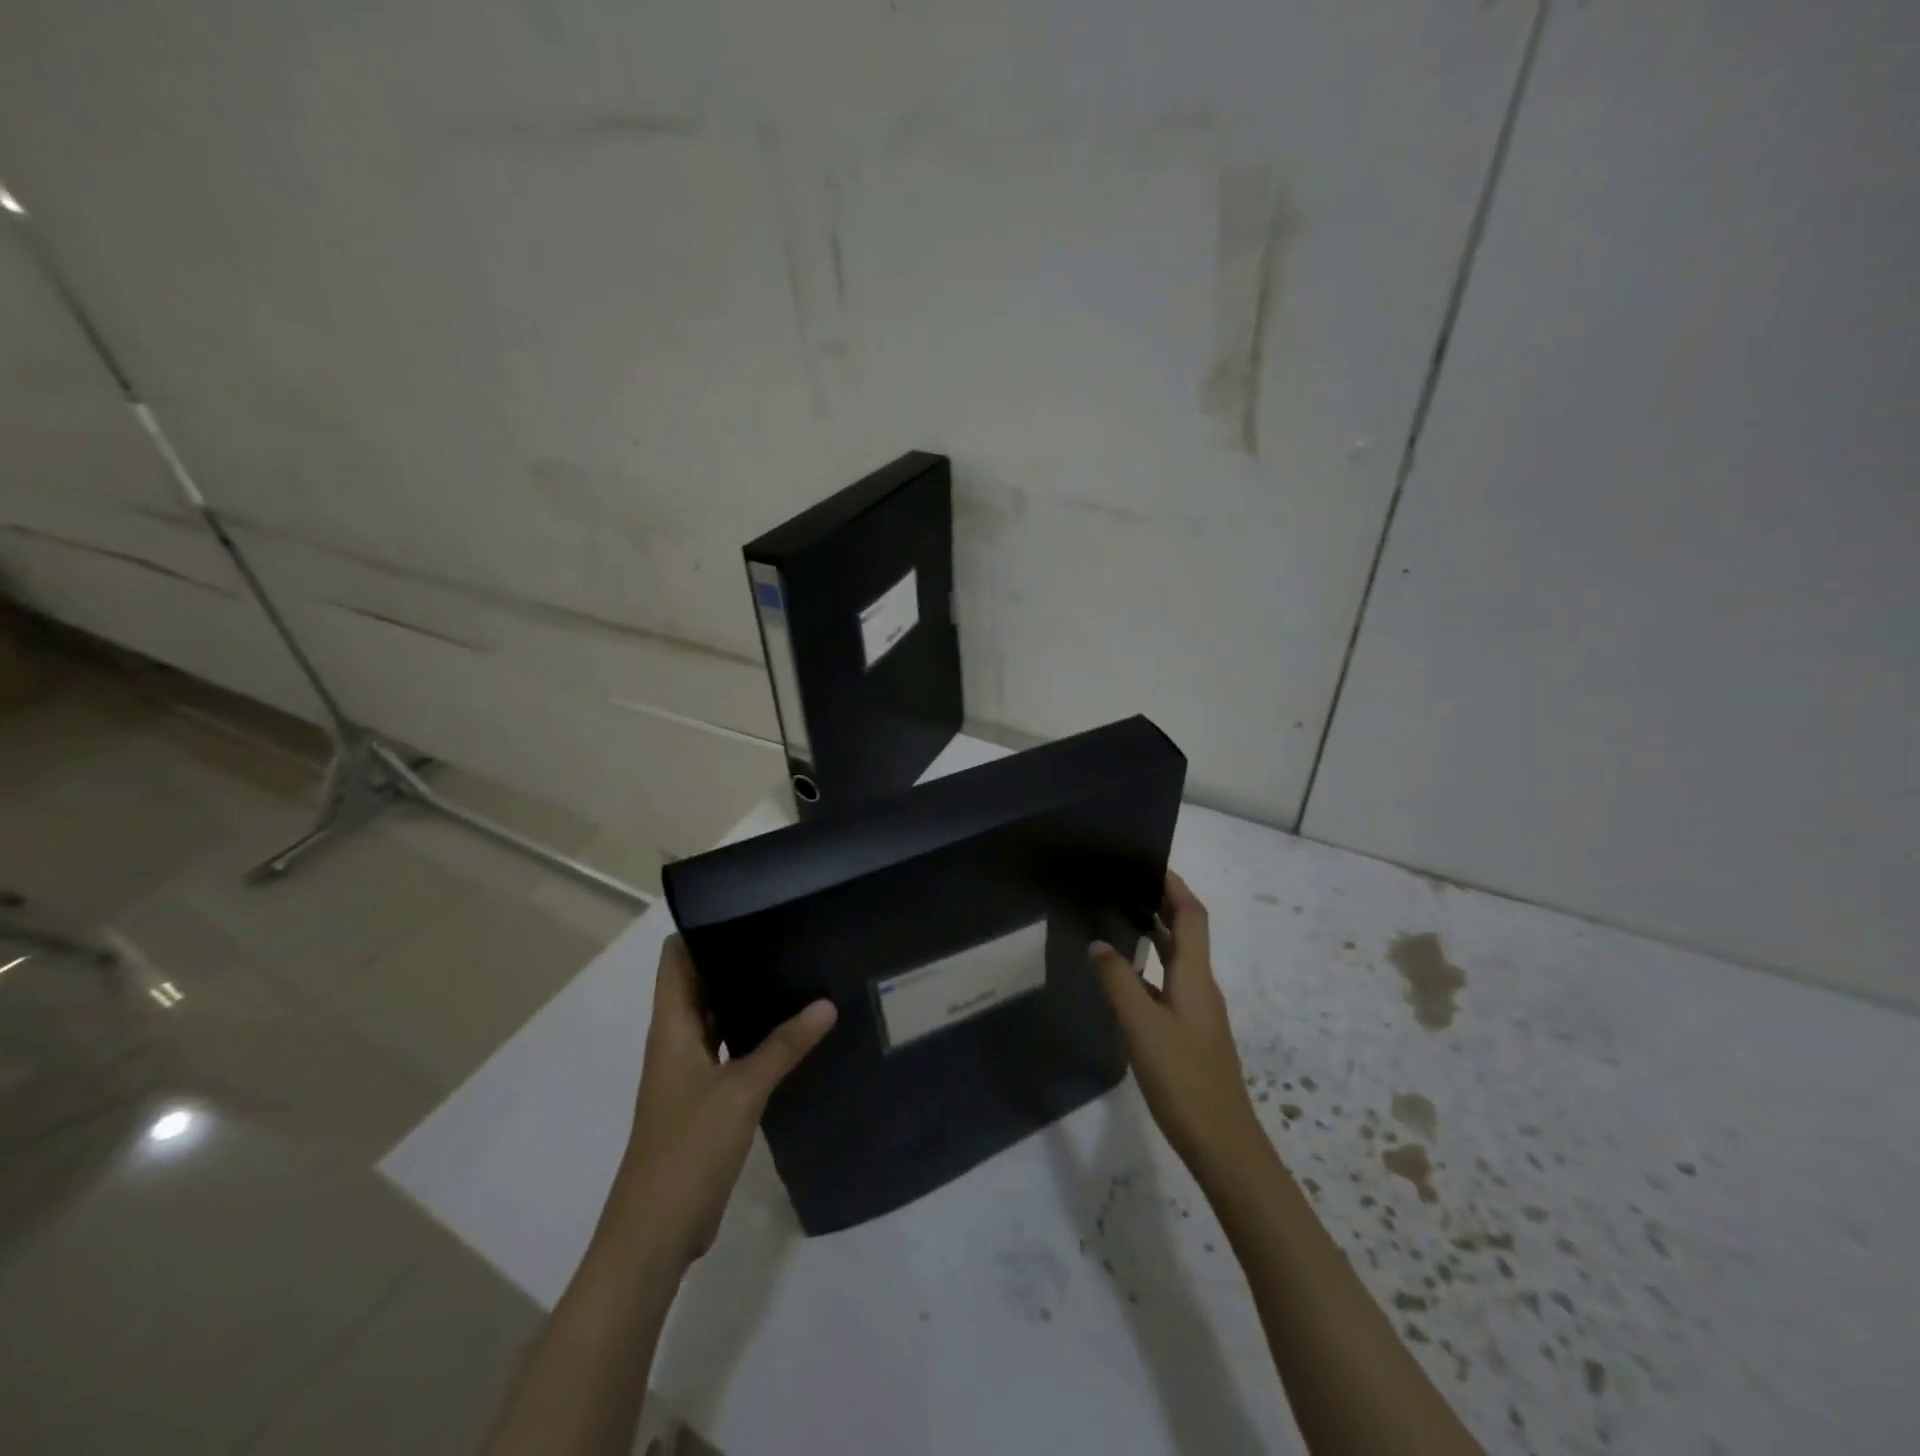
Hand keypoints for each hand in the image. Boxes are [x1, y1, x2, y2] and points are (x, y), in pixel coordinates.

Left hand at [613, 935, 836, 1266]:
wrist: (655, 1235)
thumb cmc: (687, 1150)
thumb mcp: (741, 1090)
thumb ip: (784, 1045)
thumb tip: (826, 1003)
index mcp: (671, 1029)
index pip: (676, 960)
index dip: (700, 928)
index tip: (745, 905)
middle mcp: (677, 1042)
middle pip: (699, 984)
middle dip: (735, 958)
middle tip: (786, 931)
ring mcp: (690, 1073)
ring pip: (718, 1018)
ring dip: (747, 997)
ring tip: (796, 968)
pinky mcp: (706, 1100)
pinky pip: (731, 1051)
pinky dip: (754, 1035)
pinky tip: (792, 1029)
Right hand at [1088, 872, 1263, 1185]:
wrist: (1222, 1142)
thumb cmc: (1182, 1078)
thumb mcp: (1141, 1025)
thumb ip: (1117, 981)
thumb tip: (1099, 943)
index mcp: (1195, 977)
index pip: (1192, 916)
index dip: (1176, 887)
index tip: (1151, 863)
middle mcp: (1202, 986)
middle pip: (1188, 933)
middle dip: (1164, 904)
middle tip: (1127, 885)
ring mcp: (1199, 1012)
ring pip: (1179, 959)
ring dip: (1157, 934)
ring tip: (1122, 919)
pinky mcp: (1192, 1033)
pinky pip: (1171, 983)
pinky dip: (1152, 967)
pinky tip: (1127, 978)